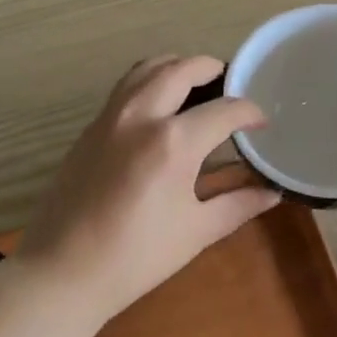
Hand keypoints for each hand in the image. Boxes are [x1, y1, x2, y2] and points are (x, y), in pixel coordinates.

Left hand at [16, 56, 280, 326]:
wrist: (63, 271)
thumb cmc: (137, 257)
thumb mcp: (196, 231)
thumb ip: (238, 204)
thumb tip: (273, 193)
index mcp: (174, 142)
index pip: (224, 110)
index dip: (250, 112)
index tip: (262, 122)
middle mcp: (142, 115)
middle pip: (182, 69)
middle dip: (212, 69)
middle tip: (230, 84)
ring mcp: (111, 116)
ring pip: (147, 68)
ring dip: (176, 66)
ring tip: (195, 83)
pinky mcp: (91, 126)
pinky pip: (126, 86)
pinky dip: (150, 80)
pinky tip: (160, 105)